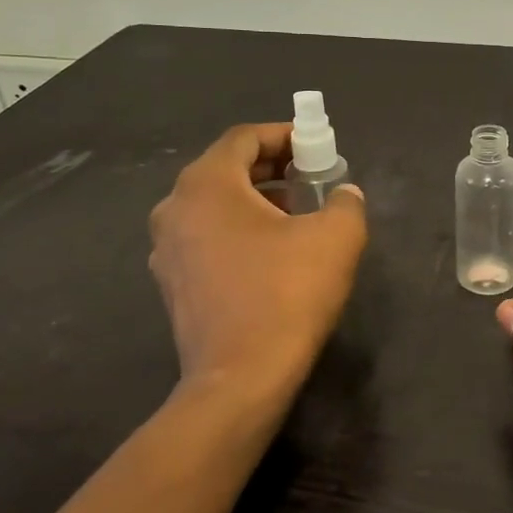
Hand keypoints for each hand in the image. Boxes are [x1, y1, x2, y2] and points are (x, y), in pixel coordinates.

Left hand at [149, 123, 366, 398]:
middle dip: (272, 167)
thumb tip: (344, 193)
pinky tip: (271, 253)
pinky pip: (206, 236)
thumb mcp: (336, 238)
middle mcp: (175, 207)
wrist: (240, 378)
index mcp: (206, 184)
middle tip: (312, 176)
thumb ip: (346, 202)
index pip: (244, 138)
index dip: (284, 134)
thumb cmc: (287, 295)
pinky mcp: (171, 282)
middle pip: (226, 168)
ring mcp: (166, 248)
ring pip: (215, 204)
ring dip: (256, 199)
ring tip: (297, 214)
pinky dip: (238, 229)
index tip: (316, 146)